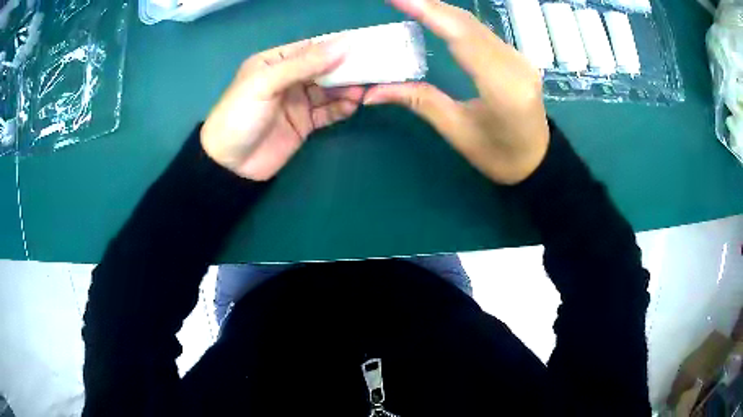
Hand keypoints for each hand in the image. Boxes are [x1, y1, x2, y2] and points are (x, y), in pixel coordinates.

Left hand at [201, 39, 364, 180]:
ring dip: (347, 89)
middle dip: (346, 68)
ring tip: (362, 90)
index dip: (335, 45)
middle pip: (324, 68)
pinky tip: (352, 106)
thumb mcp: (266, 83)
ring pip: (329, 90)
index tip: (362, 45)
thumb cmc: (240, 116)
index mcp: (275, 62)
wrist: (230, 165)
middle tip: (370, 68)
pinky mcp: (305, 123)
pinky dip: (341, 108)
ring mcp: (298, 101)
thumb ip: (303, 64)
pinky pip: (329, 112)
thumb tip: (343, 45)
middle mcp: (289, 78)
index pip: (310, 48)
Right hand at [364, 0, 549, 184]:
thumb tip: (372, 91)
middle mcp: (515, 65)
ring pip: (475, 25)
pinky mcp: (517, 56)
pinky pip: (482, 32)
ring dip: (441, 10)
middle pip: (468, 25)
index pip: (462, 37)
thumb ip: (419, 101)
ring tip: (411, 3)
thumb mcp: (457, 132)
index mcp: (502, 88)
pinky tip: (437, 16)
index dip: (429, 13)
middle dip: (430, 5)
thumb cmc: (499, 155)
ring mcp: (519, 58)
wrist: (537, 160)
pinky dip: (455, 21)